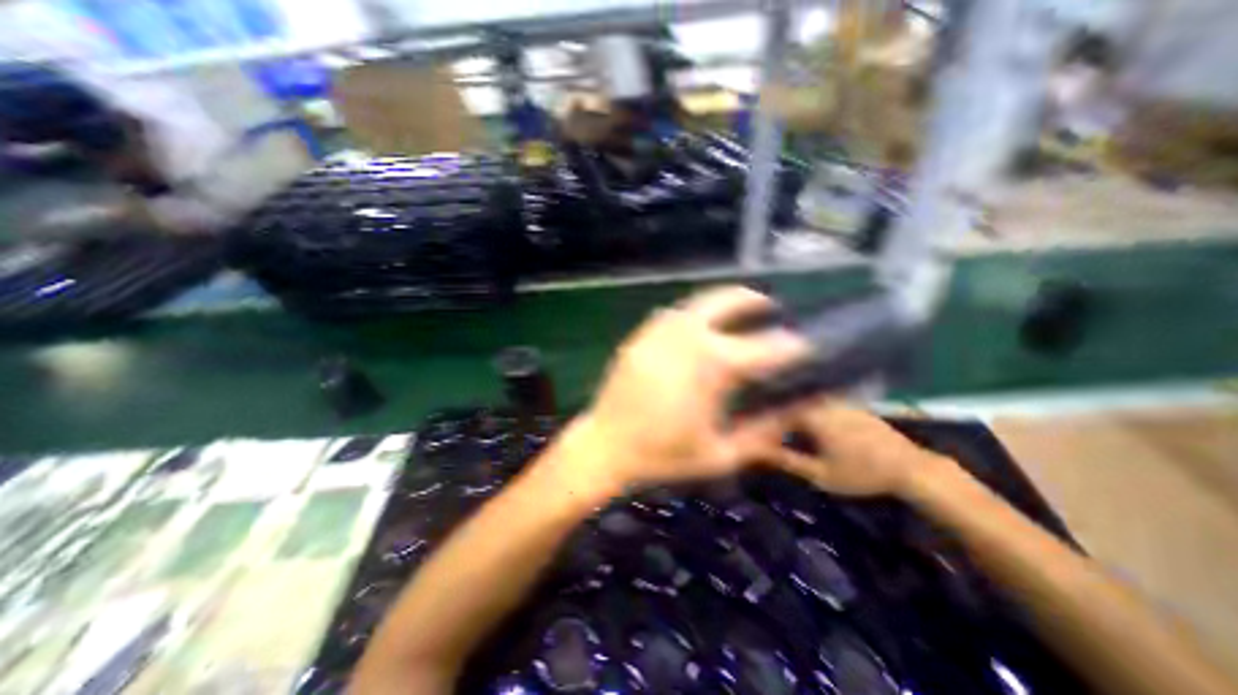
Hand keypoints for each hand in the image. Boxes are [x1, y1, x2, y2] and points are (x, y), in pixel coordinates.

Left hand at [564, 287, 814, 494]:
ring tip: (741, 313)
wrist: (605, 445)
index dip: (793, 346)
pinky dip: (698, 313)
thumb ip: (765, 432)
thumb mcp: (720, 454)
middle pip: (728, 299)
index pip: (766, 346)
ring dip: (726, 302)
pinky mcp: (642, 333)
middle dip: (754, 300)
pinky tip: (702, 328)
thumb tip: (800, 408)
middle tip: (770, 308)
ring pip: (700, 300)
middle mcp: (687, 334)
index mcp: (711, 363)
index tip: (806, 348)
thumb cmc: (662, 454)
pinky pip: (677, 312)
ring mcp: (660, 329)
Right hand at [772, 400, 942, 496]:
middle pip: (788, 399)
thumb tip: (758, 452)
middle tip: (761, 423)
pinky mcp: (848, 402)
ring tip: (777, 419)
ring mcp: (836, 398)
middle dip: (773, 409)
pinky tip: (803, 418)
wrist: (910, 467)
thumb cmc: (862, 473)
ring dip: (789, 406)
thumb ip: (787, 461)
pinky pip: (819, 399)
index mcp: (812, 413)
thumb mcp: (821, 474)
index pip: (775, 408)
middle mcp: (822, 400)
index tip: (750, 427)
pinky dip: (807, 406)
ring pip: (803, 398)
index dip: (760, 417)